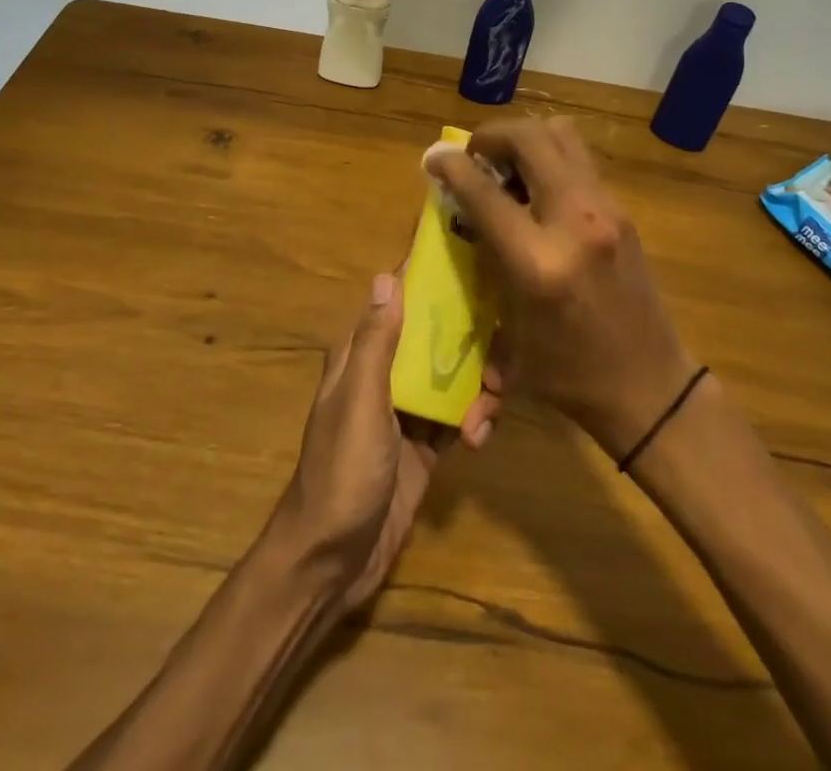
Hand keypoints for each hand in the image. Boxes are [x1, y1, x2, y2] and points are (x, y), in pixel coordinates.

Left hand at [273, 270, 498, 612]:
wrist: (332, 561)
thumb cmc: (342, 472)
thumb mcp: (360, 401)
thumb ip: (377, 342)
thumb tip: (387, 276)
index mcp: (361, 355)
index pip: (397, 301)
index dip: (430, 282)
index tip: (475, 268)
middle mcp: (384, 374)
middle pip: (434, 338)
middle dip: (470, 341)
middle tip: (499, 359)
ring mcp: (406, 411)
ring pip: (452, 377)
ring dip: (478, 386)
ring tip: (487, 412)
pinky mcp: (424, 446)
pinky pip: (458, 417)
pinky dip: (475, 421)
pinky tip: (480, 438)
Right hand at [426, 117, 697, 461]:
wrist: (651, 387)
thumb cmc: (570, 373)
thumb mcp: (511, 330)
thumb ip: (485, 263)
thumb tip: (459, 215)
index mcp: (539, 262)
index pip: (485, 193)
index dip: (452, 167)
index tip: (433, 158)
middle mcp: (575, 222)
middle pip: (530, 139)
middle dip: (492, 135)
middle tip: (475, 155)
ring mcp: (606, 209)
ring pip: (561, 134)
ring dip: (525, 138)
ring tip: (506, 166)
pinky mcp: (623, 210)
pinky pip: (578, 159)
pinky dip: (549, 156)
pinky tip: (537, 189)